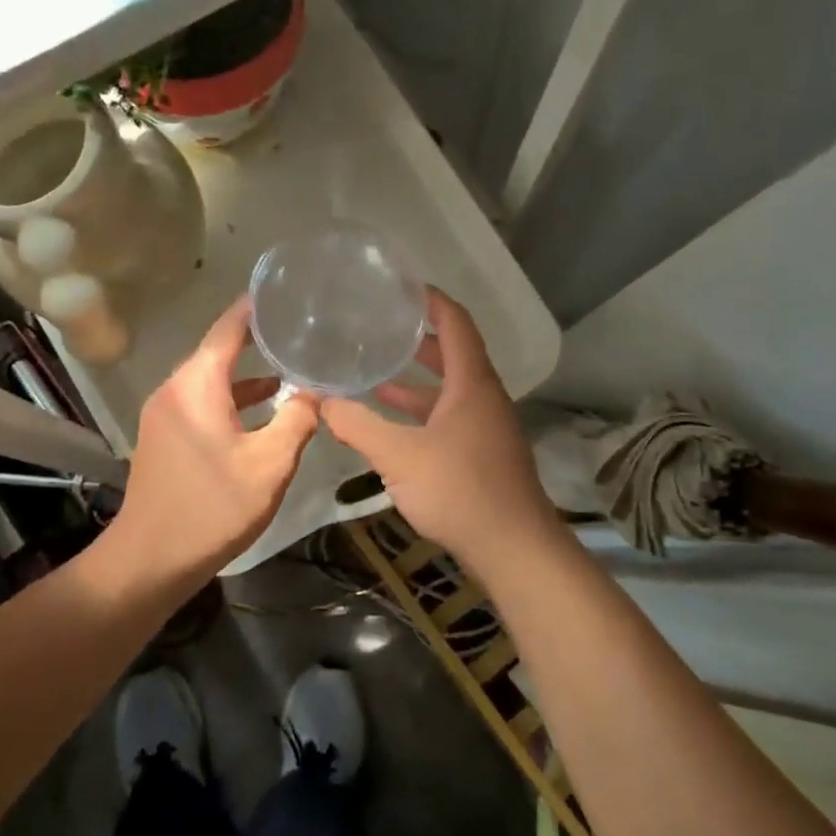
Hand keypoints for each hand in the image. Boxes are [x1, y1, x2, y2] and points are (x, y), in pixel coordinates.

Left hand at [112, 296, 319, 578]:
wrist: (149, 561)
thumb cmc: (212, 508)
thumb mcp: (270, 464)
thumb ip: (297, 420)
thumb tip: (314, 392)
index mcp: (197, 385)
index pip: (227, 328)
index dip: (254, 307)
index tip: (283, 291)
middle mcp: (175, 389)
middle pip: (218, 351)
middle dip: (257, 339)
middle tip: (298, 330)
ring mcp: (165, 414)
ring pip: (211, 380)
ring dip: (247, 375)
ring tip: (290, 367)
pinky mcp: (164, 437)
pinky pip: (202, 402)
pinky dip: (232, 399)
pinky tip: (262, 411)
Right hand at [320, 290, 561, 563]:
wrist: (513, 548)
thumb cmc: (459, 489)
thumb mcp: (398, 455)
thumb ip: (358, 425)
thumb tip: (321, 401)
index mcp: (472, 383)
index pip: (455, 323)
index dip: (431, 300)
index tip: (401, 287)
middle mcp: (483, 397)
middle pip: (453, 354)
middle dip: (418, 339)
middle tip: (381, 327)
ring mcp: (486, 427)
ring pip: (449, 390)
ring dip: (416, 381)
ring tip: (375, 372)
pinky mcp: (482, 453)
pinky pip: (449, 417)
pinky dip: (421, 412)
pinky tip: (392, 425)